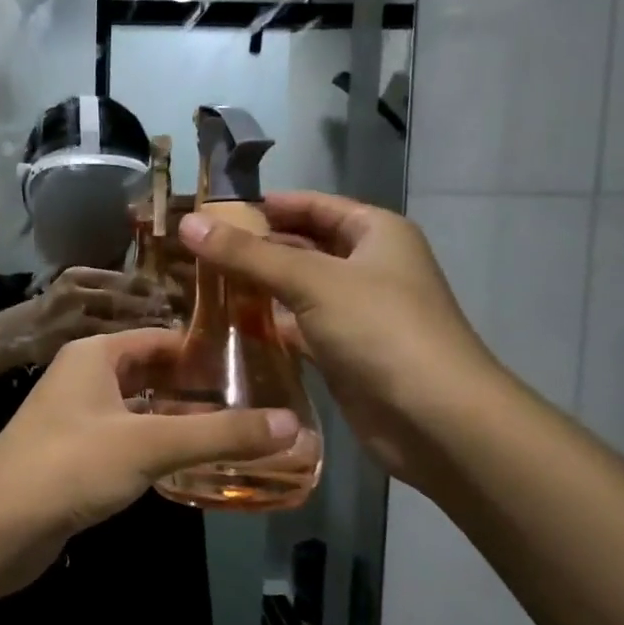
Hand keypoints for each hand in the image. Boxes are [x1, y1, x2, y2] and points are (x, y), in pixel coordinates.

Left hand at [0, 329, 298, 594]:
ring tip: (233, 435)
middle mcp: (83, 378)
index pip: (160, 339)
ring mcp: (75, 419)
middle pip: (150, 374)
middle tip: (252, 404)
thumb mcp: (150, 443)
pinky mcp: (74, 457)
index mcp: (95, 354)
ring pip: (138, 411)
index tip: (253, 366)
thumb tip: (293, 425)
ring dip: (177, 422)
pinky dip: (156, 449)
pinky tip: (189, 467)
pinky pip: (125, 442)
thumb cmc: (71, 464)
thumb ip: (220, 434)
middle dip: (195, 389)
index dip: (203, 350)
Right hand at [17, 266, 168, 367]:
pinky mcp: (69, 346)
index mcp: (78, 275)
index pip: (127, 279)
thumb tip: (152, 293)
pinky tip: (147, 358)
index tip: (178, 297)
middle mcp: (75, 294)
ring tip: (170, 339)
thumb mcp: (73, 290)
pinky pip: (107, 349)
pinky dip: (129, 352)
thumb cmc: (49, 312)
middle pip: (127, 300)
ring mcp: (71, 321)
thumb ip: (105, 289)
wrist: (10, 335)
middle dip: (155, 311)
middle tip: (181, 321)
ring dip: (147, 331)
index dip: (154, 288)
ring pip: (120, 326)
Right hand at [178, 192, 506, 483]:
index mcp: (375, 232)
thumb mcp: (311, 281)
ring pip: (297, 290)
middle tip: (194, 252)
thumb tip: (188, 224)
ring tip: (199, 285)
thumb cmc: (380, 330)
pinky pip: (299, 328)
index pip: (312, 205)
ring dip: (257, 289)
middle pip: (302, 246)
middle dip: (254, 248)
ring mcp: (357, 313)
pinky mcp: (344, 353)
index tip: (211, 212)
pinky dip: (268, 326)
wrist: (435, 419)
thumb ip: (248, 254)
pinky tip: (227, 326)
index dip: (264, 205)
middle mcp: (368, 266)